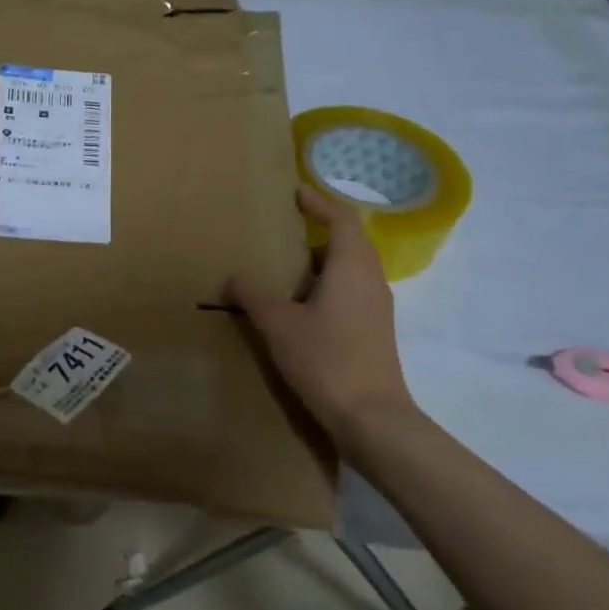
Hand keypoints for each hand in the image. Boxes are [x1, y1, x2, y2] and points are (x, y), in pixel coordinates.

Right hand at [227, 187, 417, 440]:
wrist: (369, 415)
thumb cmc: (325, 359)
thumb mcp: (278, 324)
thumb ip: (253, 295)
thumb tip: (233, 277)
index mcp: (352, 266)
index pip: (342, 218)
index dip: (319, 202)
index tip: (294, 194)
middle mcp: (371, 279)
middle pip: (348, 241)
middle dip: (316, 232)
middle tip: (281, 233)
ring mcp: (376, 306)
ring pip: (349, 269)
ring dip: (319, 263)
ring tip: (284, 270)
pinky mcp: (373, 330)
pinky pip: (350, 292)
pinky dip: (325, 287)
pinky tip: (299, 308)